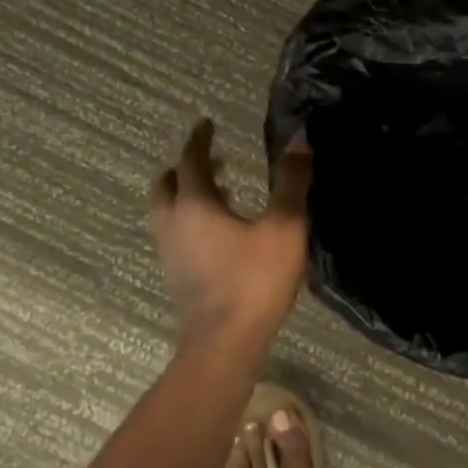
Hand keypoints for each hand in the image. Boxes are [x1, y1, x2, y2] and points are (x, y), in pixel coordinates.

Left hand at [149, 119, 312, 343]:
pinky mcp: (175, 276)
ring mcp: (169, 252)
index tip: (207, 125)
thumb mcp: (285, 227)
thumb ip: (292, 182)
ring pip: (167, 211)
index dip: (200, 140)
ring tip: (221, 194)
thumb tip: (300, 140)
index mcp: (195, 205)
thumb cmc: (255, 280)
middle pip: (166, 185)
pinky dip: (189, 220)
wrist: (225, 343)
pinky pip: (175, 234)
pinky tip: (218, 233)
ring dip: (186, 195)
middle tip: (214, 162)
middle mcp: (173, 223)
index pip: (190, 160)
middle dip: (186, 168)